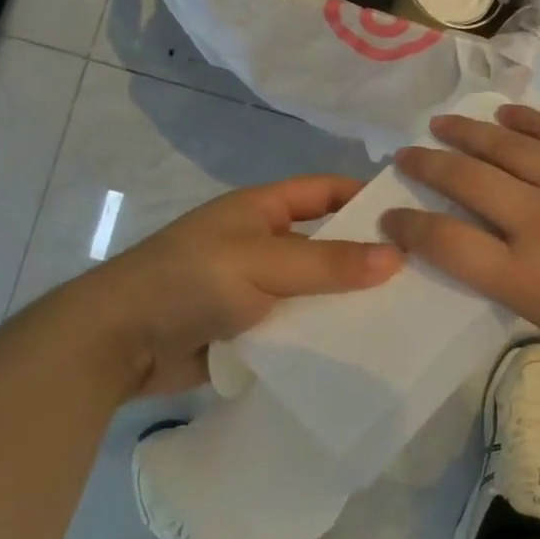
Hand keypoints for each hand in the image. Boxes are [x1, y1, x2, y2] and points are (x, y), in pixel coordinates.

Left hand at [67, 176, 402, 397]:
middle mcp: (263, 243)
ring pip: (315, 288)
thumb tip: (397, 257)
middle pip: (326, 243)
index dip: (365, 198)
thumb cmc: (190, 281)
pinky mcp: (249, 328)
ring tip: (404, 313)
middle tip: (422, 273)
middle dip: (366, 256)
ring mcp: (255, 287)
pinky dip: (323, 332)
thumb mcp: (263, 263)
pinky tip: (361, 347)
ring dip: (347, 300)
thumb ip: (328, 263)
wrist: (117, 343)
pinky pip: (297, 325)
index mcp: (262, 209)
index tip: (413, 216)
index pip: (326, 191)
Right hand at [382, 106, 539, 363]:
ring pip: (504, 145)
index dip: (410, 226)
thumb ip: (513, 288)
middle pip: (465, 180)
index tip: (393, 215)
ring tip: (440, 124)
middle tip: (407, 156)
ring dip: (464, 133)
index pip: (446, 243)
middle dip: (426, 165)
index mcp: (526, 277)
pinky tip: (502, 115)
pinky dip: (523, 119)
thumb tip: (482, 251)